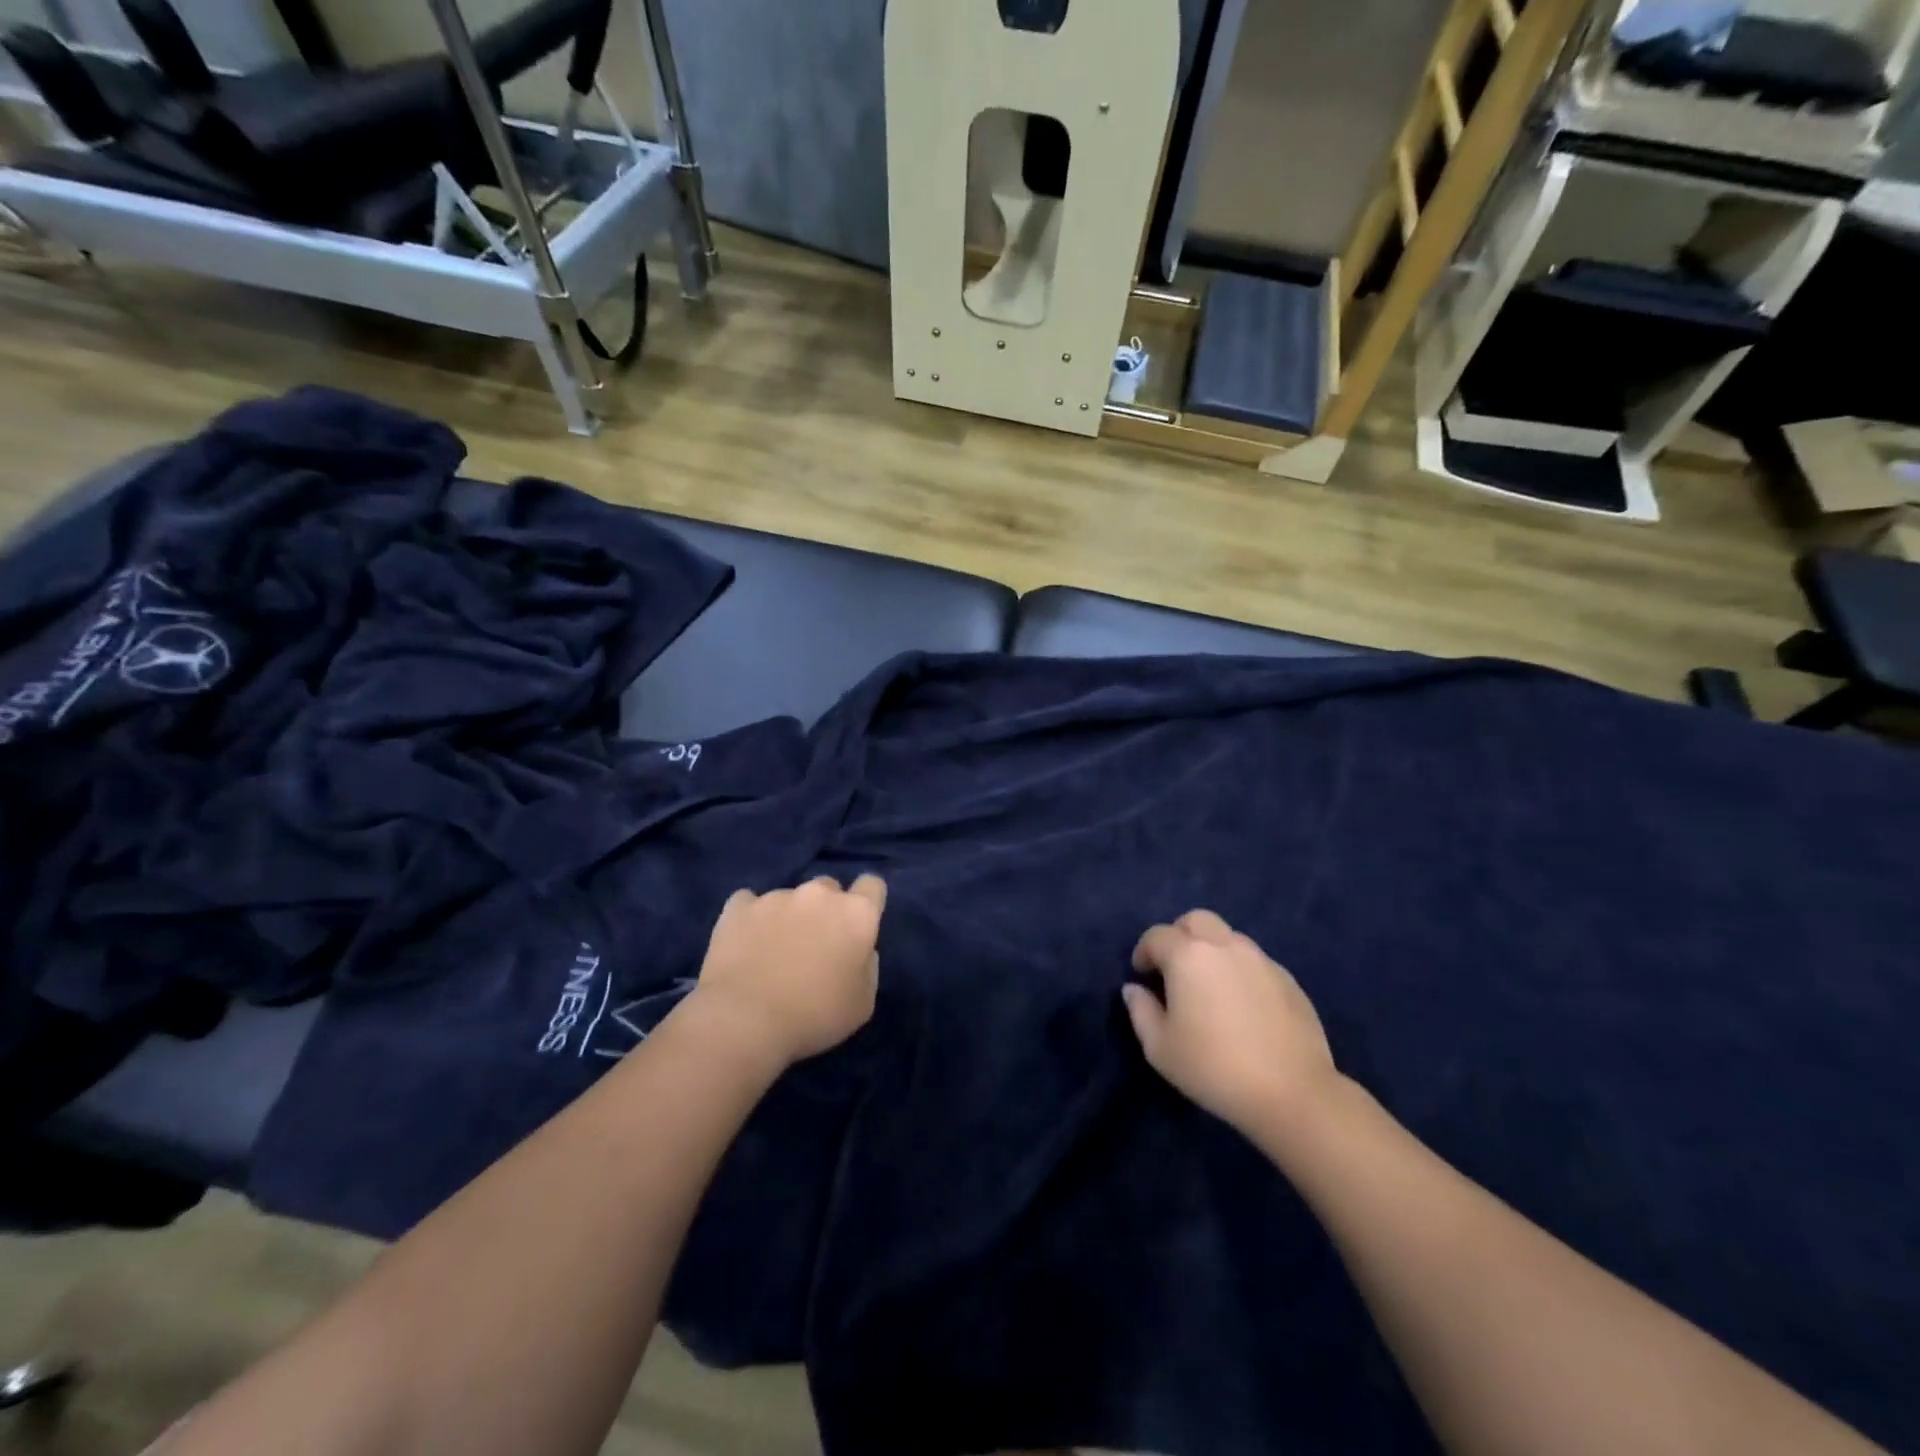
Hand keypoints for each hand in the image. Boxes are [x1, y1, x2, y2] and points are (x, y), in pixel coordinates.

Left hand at [688, 874, 886, 1069]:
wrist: (744, 1020)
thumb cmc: (815, 1015)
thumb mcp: (862, 1003)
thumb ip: (867, 966)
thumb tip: (859, 951)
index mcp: (856, 914)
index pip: (872, 885)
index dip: (867, 903)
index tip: (857, 928)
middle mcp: (819, 894)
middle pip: (829, 888)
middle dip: (825, 909)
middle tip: (815, 945)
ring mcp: (776, 897)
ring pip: (789, 897)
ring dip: (788, 916)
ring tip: (772, 953)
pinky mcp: (739, 907)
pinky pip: (748, 904)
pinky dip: (750, 919)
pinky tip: (744, 944)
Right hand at [1123, 910, 1342, 1140]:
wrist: (1291, 1093)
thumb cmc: (1214, 1068)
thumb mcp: (1160, 1048)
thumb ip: (1140, 1011)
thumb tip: (1134, 989)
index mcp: (1188, 956)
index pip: (1157, 935)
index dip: (1144, 951)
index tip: (1142, 975)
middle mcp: (1224, 946)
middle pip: (1196, 920)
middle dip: (1179, 936)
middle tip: (1174, 968)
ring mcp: (1261, 960)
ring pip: (1228, 937)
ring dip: (1212, 951)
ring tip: (1210, 987)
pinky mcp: (1288, 979)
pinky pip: (1254, 961)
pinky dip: (1239, 970)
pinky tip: (1242, 1005)